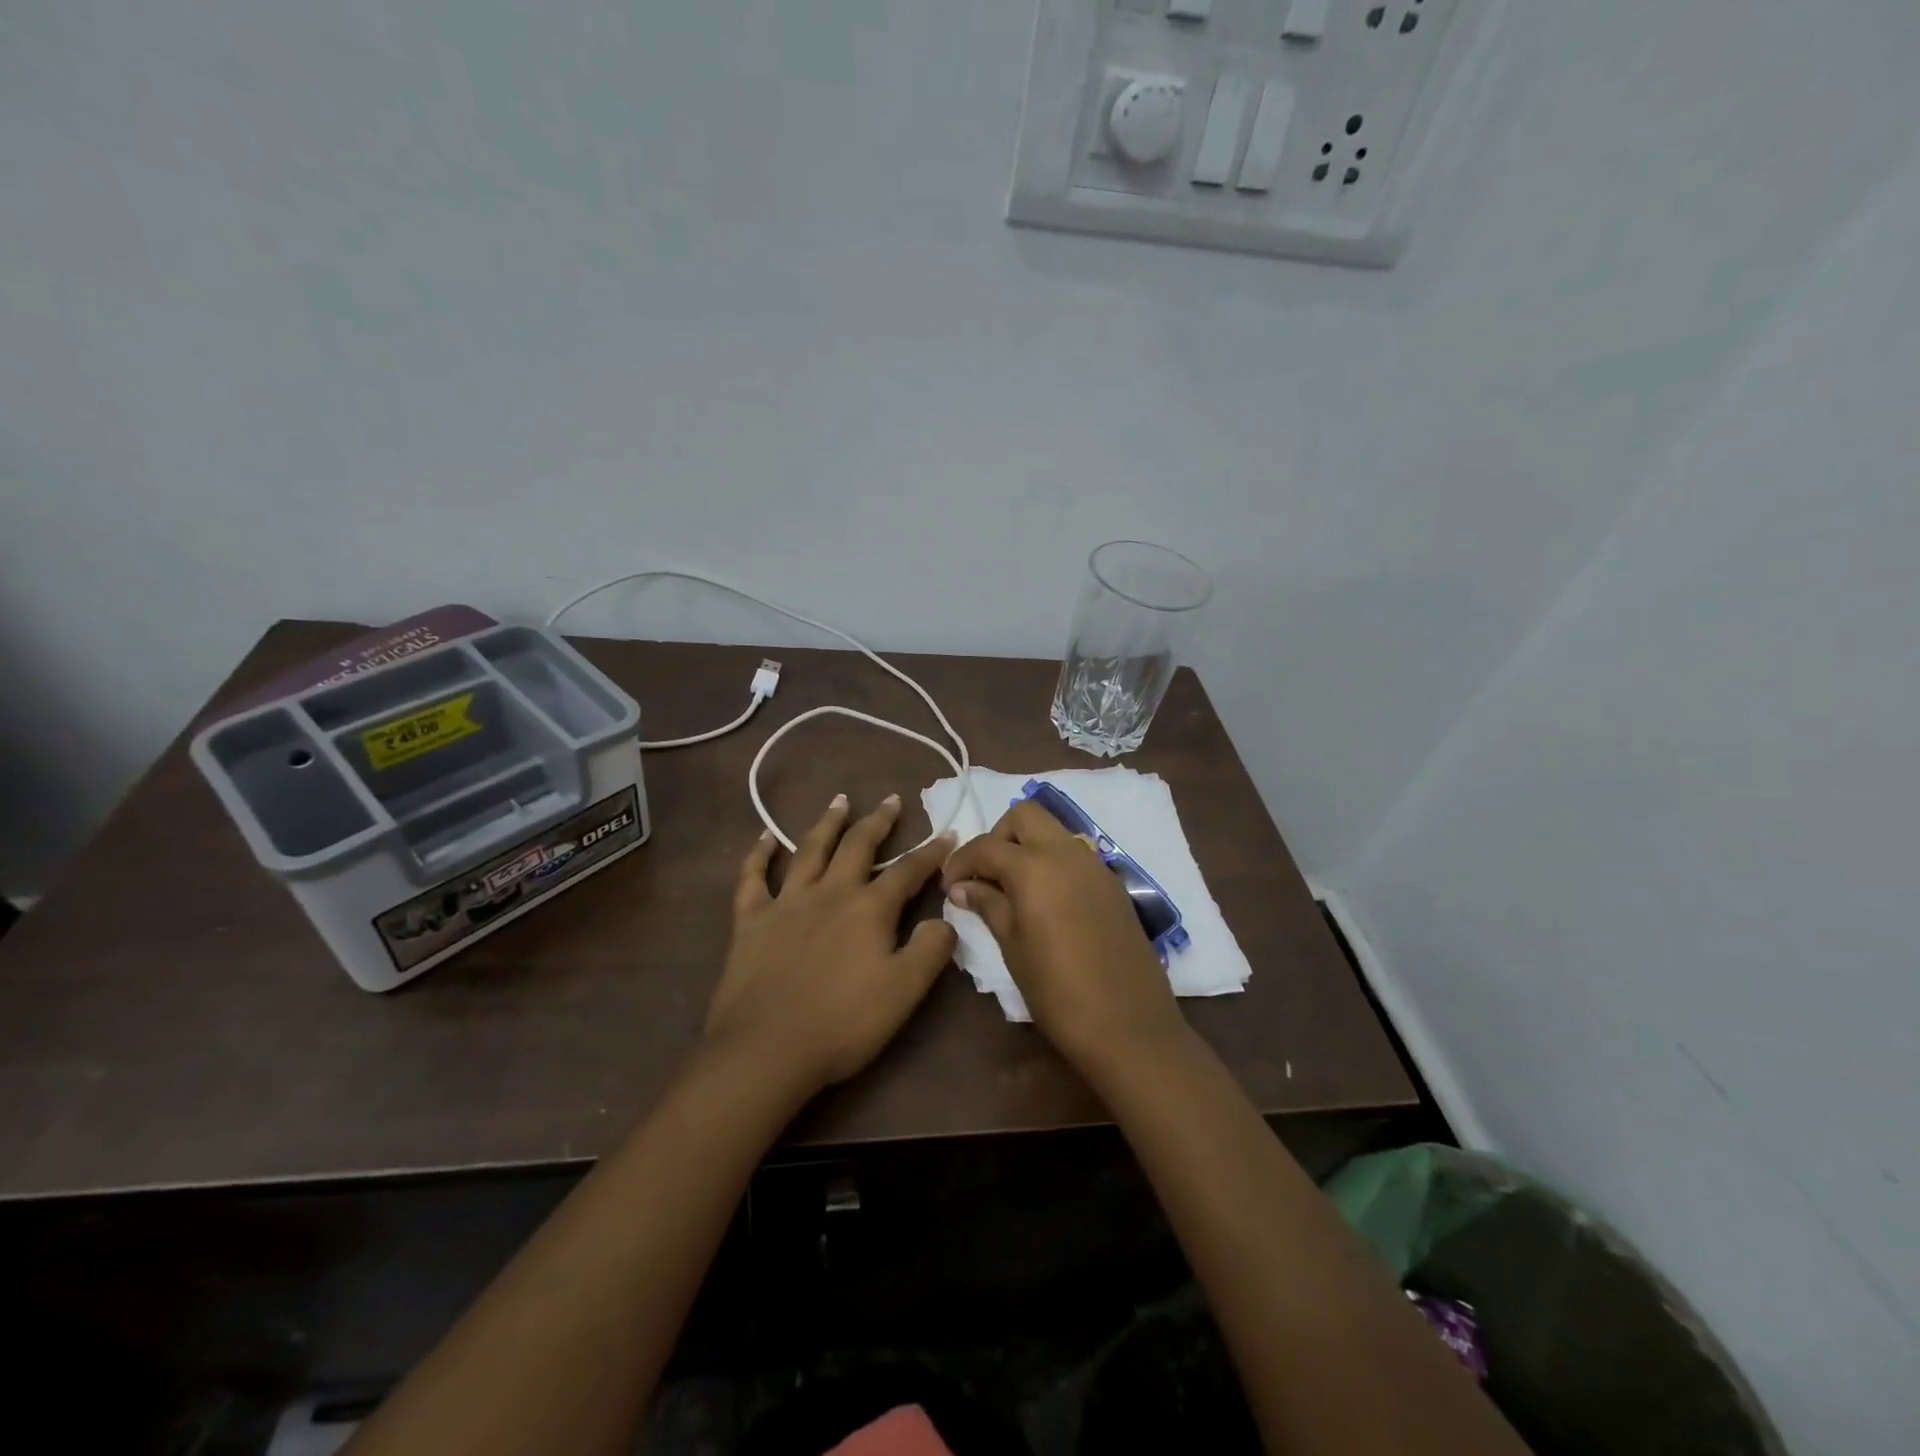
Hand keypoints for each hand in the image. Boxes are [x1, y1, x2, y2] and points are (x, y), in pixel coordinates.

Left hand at [705, 794, 957, 1095]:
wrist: (766, 1050)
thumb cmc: (843, 1023)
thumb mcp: (904, 992)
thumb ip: (931, 950)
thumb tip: (945, 918)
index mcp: (869, 909)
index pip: (908, 872)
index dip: (930, 852)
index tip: (947, 833)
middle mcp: (829, 893)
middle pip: (858, 846)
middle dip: (878, 821)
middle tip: (890, 799)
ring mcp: (786, 903)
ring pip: (809, 850)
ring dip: (828, 823)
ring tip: (840, 801)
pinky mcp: (750, 920)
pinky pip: (753, 878)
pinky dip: (759, 854)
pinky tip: (766, 837)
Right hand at [941, 800, 1185, 1076]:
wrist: (1129, 1025)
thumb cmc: (1057, 991)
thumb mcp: (1012, 947)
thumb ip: (987, 905)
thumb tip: (962, 887)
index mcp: (1034, 866)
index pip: (986, 845)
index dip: (960, 862)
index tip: (949, 886)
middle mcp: (1067, 852)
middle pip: (1025, 815)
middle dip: (998, 836)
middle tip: (985, 875)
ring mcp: (1095, 865)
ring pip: (1053, 831)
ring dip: (1027, 846)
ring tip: (1012, 889)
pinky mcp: (1113, 884)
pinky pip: (1075, 855)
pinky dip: (1052, 862)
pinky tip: (1045, 901)